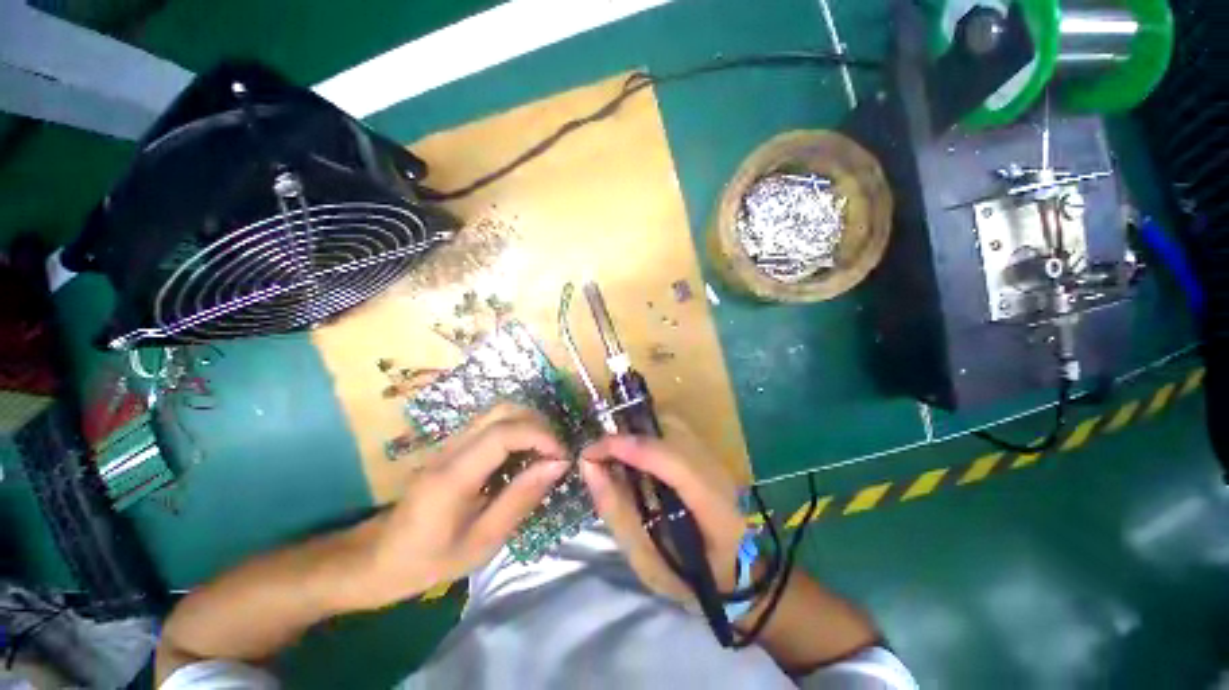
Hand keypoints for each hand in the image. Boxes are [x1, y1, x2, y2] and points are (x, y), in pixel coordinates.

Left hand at [346, 405, 569, 609]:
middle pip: (503, 410)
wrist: (378, 558)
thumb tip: (558, 465)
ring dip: (530, 425)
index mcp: (454, 475)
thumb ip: (521, 498)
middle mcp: (452, 447)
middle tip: (556, 453)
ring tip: (545, 454)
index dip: (541, 436)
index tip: (562, 457)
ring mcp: (451, 442)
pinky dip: (518, 431)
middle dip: (539, 425)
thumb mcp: (483, 542)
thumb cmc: (430, 560)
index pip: (504, 432)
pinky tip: (525, 456)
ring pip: (499, 412)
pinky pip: (493, 424)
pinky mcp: (454, 445)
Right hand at [579, 417, 745, 605]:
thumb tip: (588, 465)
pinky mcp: (707, 450)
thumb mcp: (643, 557)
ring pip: (668, 424)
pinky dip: (646, 437)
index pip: (673, 463)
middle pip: (668, 430)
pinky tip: (634, 456)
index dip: (630, 448)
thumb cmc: (684, 575)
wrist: (729, 570)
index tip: (591, 453)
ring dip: (636, 434)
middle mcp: (717, 470)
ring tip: (614, 456)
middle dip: (627, 437)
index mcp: (712, 506)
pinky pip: (670, 429)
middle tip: (599, 456)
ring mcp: (714, 456)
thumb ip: (615, 508)